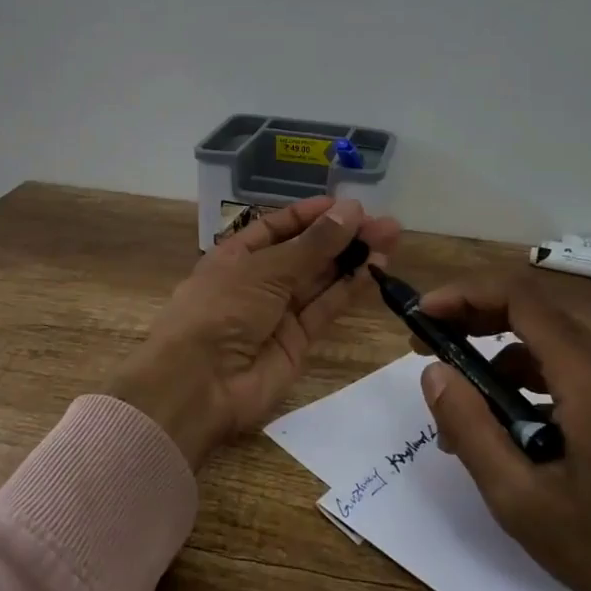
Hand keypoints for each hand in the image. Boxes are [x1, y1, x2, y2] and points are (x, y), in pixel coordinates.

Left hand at [107, 196, 402, 468]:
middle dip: (342, 236)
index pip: (278, 227)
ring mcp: (278, 312)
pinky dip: (349, 289)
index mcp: (236, 255)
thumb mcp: (265, 269)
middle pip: (305, 252)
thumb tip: (351, 210)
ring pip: (320, 279)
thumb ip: (313, 244)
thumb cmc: (221, 310)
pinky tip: (375, 269)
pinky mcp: (297, 341)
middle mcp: (258, 280)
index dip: (310, 215)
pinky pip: (325, 308)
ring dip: (353, 259)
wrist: (199, 384)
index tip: (347, 205)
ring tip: (390, 239)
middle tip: (383, 224)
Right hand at [414, 272, 590, 590]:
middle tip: (427, 349)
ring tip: (460, 408)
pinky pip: (568, 369)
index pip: (517, 297)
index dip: (462, 295)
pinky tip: (507, 428)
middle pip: (531, 310)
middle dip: (471, 319)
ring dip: (496, 357)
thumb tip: (434, 373)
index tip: (422, 319)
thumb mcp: (523, 501)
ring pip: (547, 341)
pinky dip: (526, 380)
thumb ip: (470, 429)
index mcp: (589, 375)